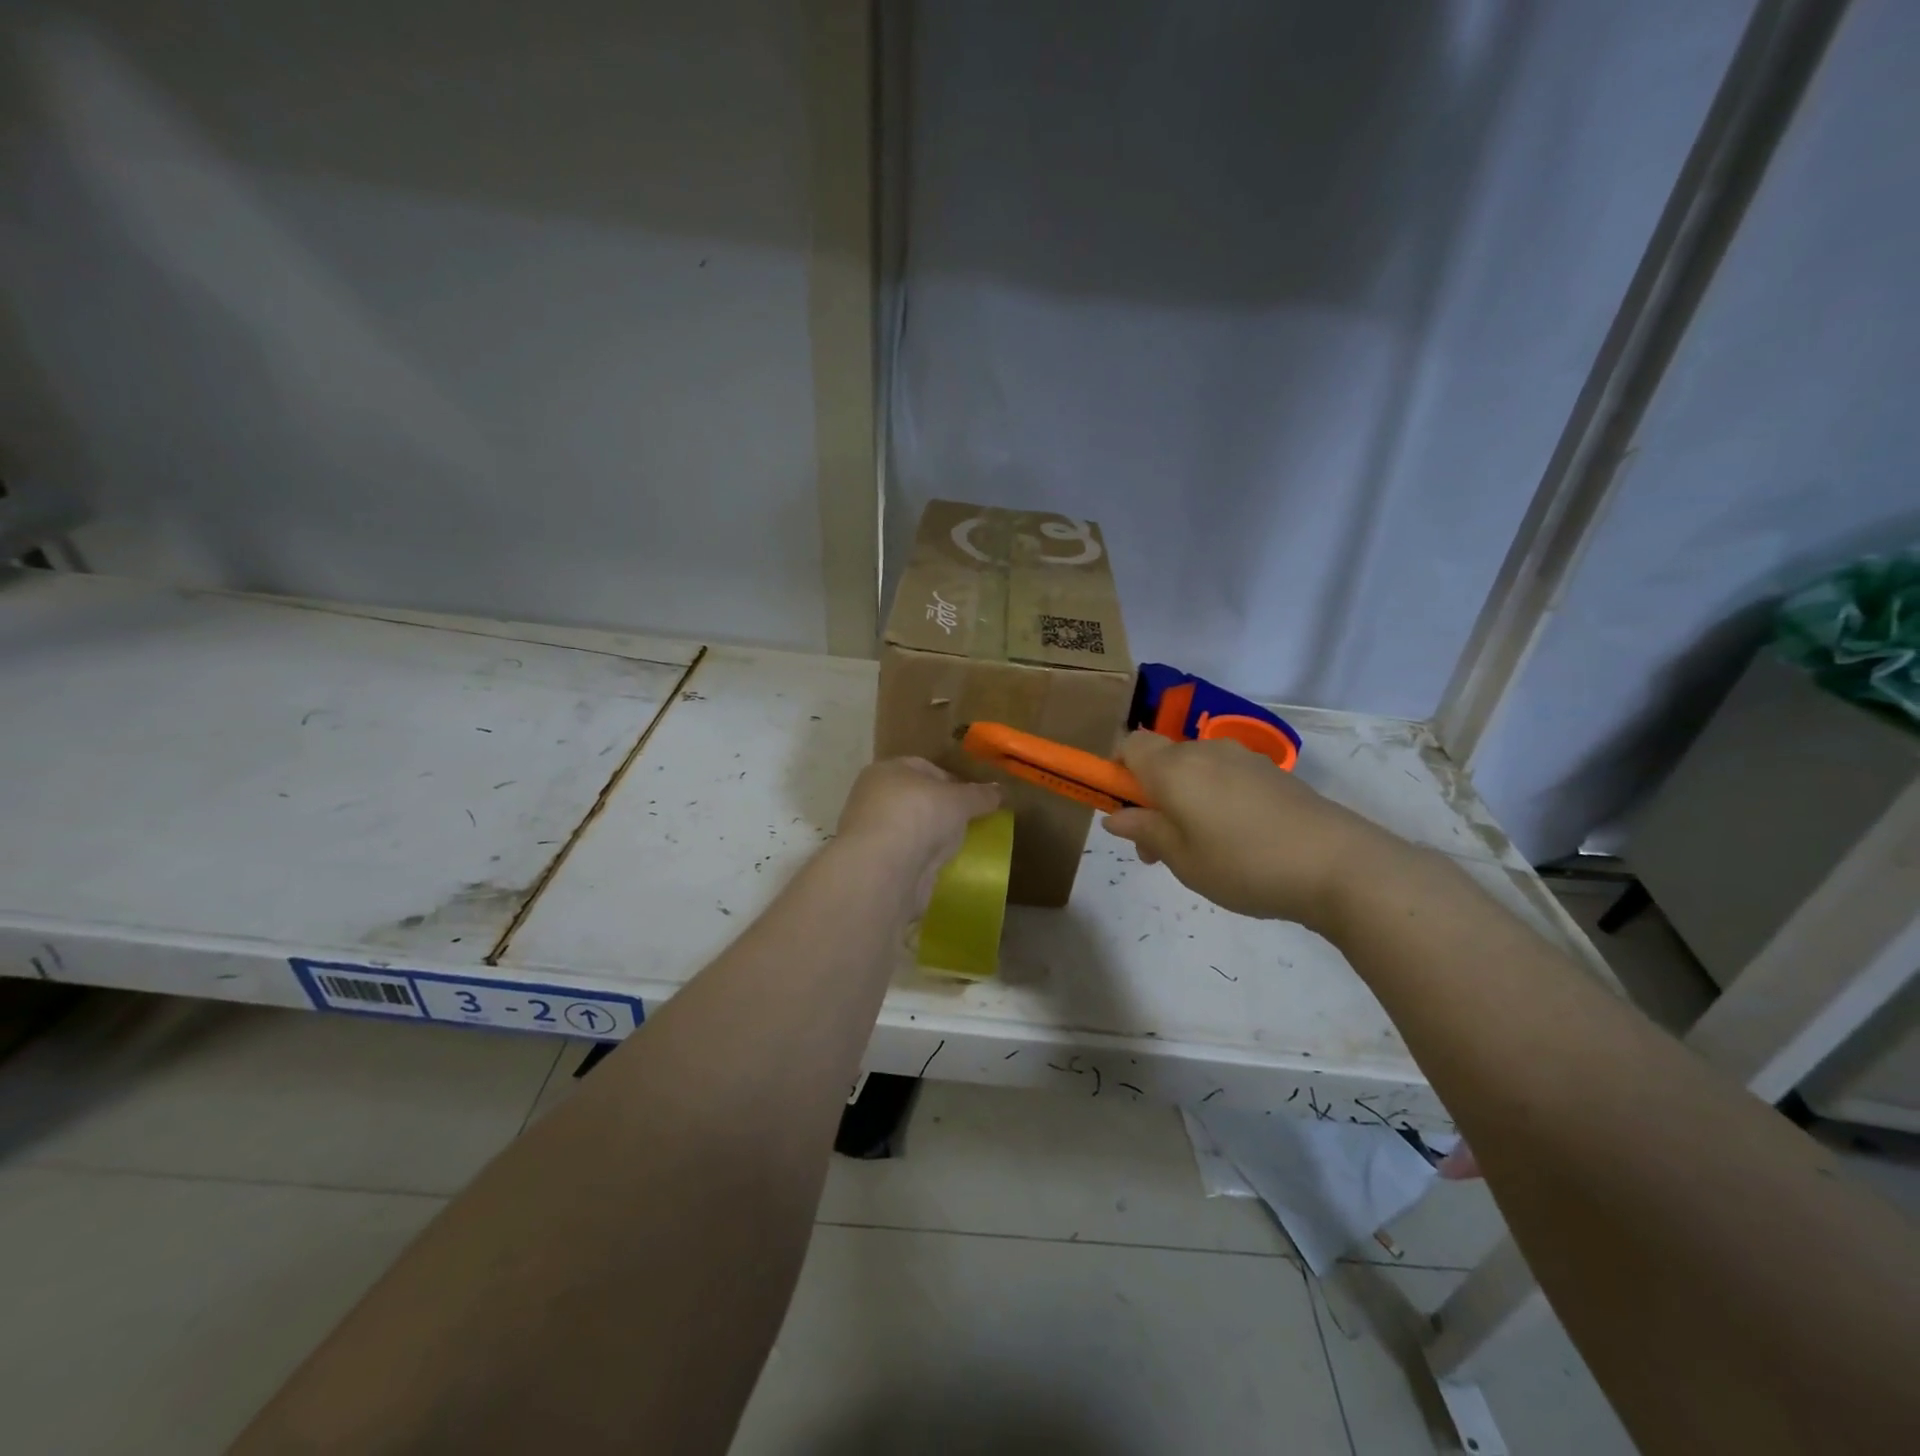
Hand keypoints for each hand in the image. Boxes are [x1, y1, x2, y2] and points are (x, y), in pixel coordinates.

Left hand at [836, 758, 1001, 909]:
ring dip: (931, 835)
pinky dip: (922, 857)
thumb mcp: (960, 799)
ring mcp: (871, 831)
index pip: (925, 768)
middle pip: (916, 798)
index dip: (953, 781)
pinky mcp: (874, 863)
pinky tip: (940, 865)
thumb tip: (999, 790)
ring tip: (958, 845)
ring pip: (911, 827)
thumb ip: (981, 794)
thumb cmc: (920, 815)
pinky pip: (906, 853)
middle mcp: (873, 796)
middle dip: (942, 809)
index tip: (975, 799)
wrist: (885, 868)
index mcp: (887, 770)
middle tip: (969, 822)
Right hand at [1102, 731, 1407, 933]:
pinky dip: (1213, 798)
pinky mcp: (1271, 772)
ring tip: (1198, 849)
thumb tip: (1115, 817)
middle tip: (1157, 847)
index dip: (1115, 771)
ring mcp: (1242, 758)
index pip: (1128, 745)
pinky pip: (1224, 776)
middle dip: (1149, 794)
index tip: (1122, 810)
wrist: (1338, 864)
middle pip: (1161, 758)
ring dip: (1182, 798)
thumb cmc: (1244, 864)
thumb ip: (1145, 831)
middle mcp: (1204, 751)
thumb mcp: (1183, 859)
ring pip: (1193, 768)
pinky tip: (1235, 839)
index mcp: (1174, 767)